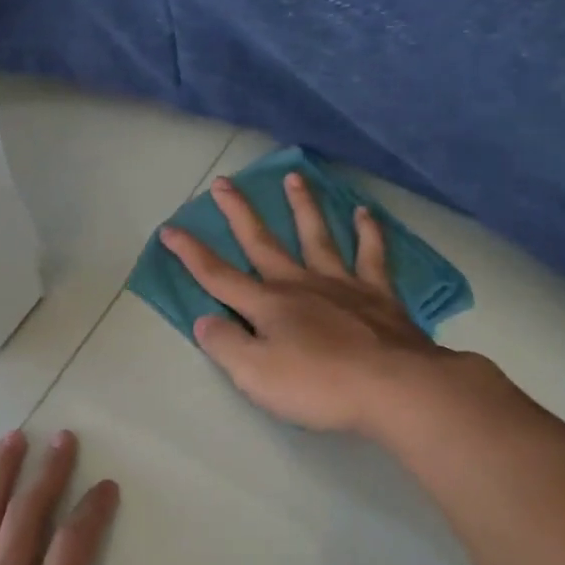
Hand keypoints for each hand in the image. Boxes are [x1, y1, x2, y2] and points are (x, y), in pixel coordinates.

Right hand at [161, 171, 452, 433]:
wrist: (394, 388)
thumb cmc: (318, 385)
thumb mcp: (255, 375)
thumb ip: (225, 345)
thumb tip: (204, 320)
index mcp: (267, 305)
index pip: (218, 275)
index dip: (190, 253)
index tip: (170, 229)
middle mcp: (299, 284)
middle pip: (262, 242)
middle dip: (239, 213)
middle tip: (224, 182)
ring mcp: (341, 284)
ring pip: (316, 236)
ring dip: (302, 206)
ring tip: (293, 177)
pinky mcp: (378, 294)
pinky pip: (372, 254)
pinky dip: (368, 231)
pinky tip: (364, 212)